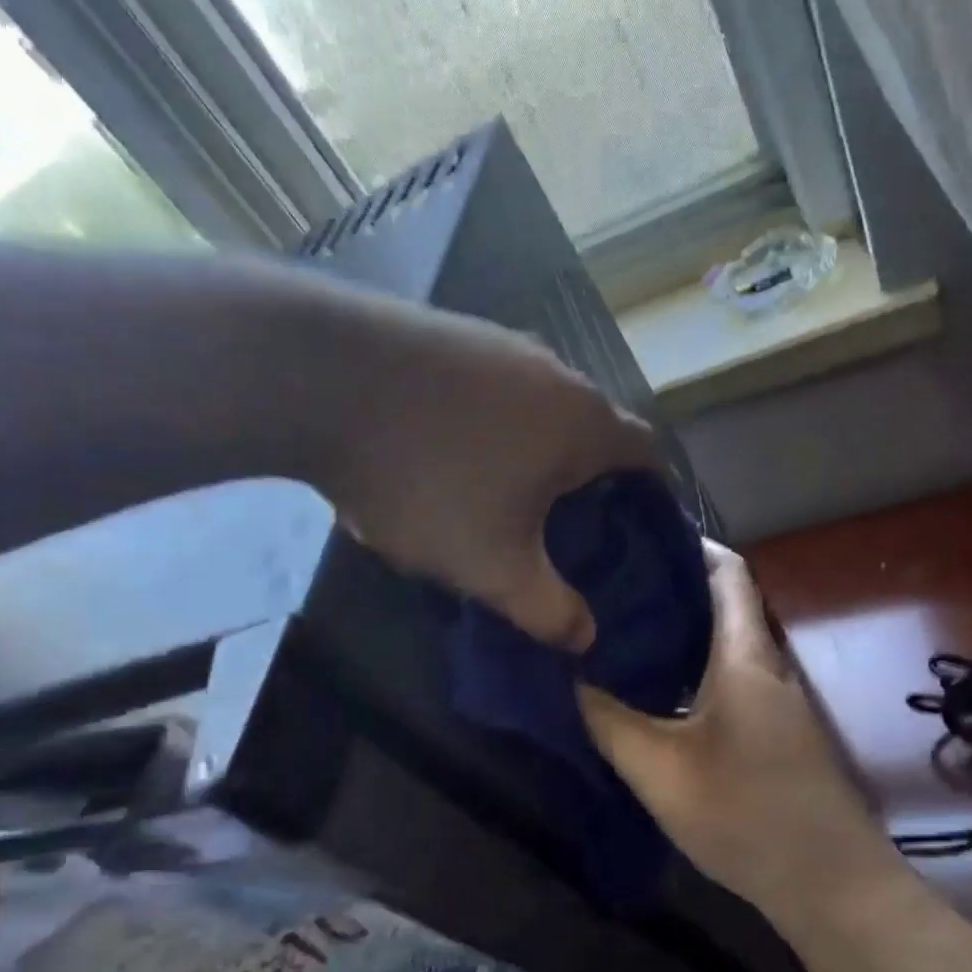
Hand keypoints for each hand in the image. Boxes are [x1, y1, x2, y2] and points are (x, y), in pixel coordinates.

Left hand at [319, 295, 658, 651]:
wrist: (318, 379)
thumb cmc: (428, 478)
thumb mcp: (491, 566)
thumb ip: (547, 610)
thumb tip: (586, 638)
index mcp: (584, 423)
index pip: (649, 455)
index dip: (653, 496)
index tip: (635, 532)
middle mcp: (556, 372)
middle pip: (595, 430)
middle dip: (590, 479)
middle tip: (567, 529)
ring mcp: (499, 342)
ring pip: (540, 408)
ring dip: (536, 450)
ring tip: (506, 496)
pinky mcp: (449, 333)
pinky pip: (492, 389)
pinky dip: (490, 424)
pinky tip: (449, 453)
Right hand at [576, 542, 895, 915]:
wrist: (830, 885)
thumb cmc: (745, 815)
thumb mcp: (660, 770)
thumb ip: (610, 721)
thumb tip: (574, 680)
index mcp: (746, 656)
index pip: (727, 572)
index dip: (687, 544)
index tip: (635, 538)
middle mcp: (769, 666)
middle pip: (723, 604)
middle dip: (670, 588)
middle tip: (609, 587)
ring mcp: (778, 700)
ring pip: (726, 644)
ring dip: (681, 632)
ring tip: (621, 631)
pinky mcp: (777, 731)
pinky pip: (731, 678)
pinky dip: (694, 669)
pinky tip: (656, 690)